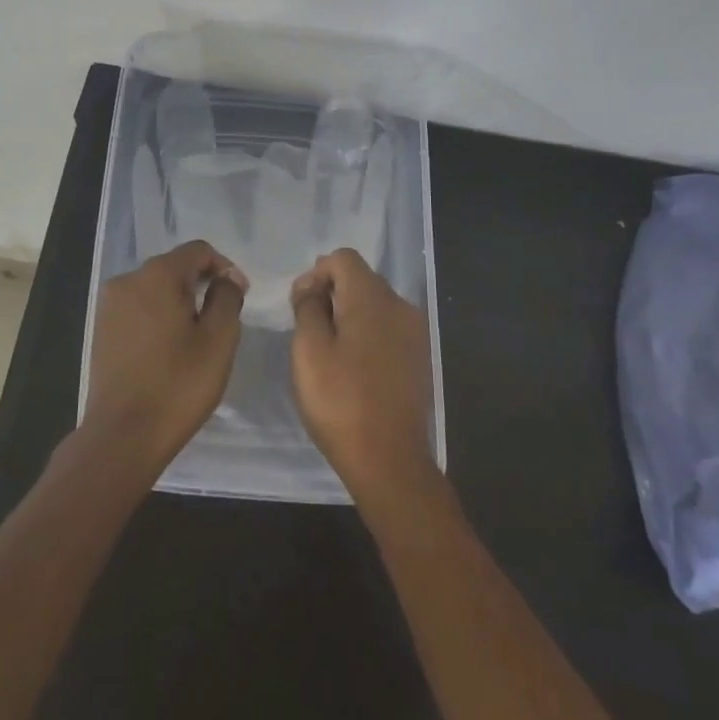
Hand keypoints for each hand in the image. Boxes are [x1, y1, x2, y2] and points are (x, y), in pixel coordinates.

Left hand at [82, 240, 247, 475]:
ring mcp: (109, 305)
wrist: (123, 435)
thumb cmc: (178, 384)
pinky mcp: (101, 329)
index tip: (239, 296)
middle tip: (221, 319)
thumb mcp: (219, 340)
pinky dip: (157, 317)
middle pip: (174, 267)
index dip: (224, 267)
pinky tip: (168, 349)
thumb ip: (227, 298)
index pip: (198, 250)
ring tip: (196, 337)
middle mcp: (128, 280)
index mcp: (157, 275)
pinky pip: (138, 309)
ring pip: (154, 289)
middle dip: (201, 285)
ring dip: (179, 302)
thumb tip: (226, 278)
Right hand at [291, 248, 435, 504]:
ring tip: (328, 350)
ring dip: (348, 314)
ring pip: (374, 304)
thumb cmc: (341, 401)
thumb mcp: (309, 350)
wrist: (390, 460)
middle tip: (307, 328)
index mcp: (373, 298)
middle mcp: (401, 305)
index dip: (315, 274)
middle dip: (330, 293)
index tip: (299, 306)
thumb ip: (308, 307)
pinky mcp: (419, 357)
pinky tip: (352, 366)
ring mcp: (415, 332)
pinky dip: (366, 333)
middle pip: (360, 278)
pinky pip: (387, 327)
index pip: (343, 258)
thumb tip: (312, 287)